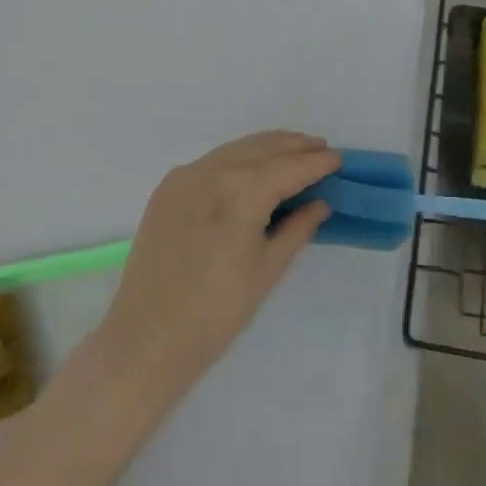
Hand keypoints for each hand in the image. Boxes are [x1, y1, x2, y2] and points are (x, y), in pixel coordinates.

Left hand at [93, 131, 336, 391]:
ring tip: (292, 150)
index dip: (316, 163)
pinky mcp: (167, 188)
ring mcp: (185, 176)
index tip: (339, 159)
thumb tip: (319, 203)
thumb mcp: (268, 270)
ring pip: (236, 149)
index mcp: (241, 191)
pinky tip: (251, 167)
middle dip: (294, 146)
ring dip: (267, 147)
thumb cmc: (217, 312)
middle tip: (321, 149)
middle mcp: (212, 171)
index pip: (289, 167)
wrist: (146, 339)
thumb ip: (297, 228)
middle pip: (262, 148)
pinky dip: (238, 158)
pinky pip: (211, 162)